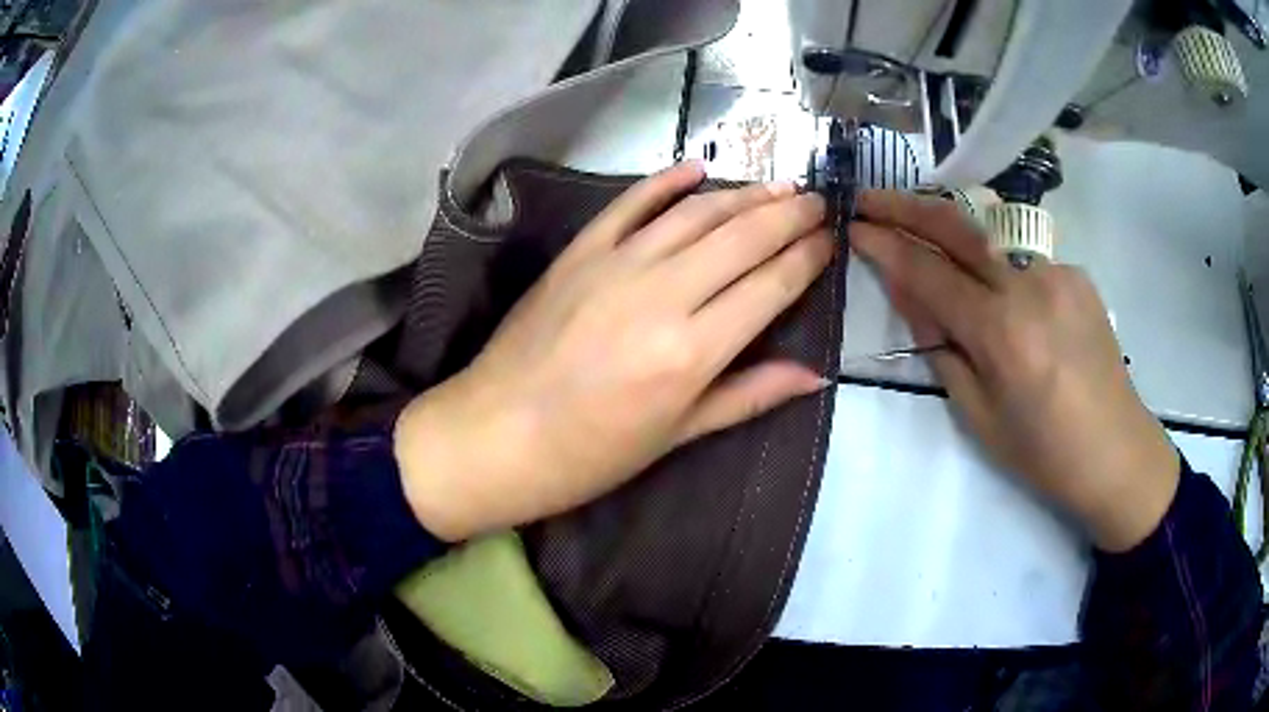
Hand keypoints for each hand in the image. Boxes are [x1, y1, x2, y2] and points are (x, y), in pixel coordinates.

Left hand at [395, 162, 834, 541]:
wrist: (496, 435)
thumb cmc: (590, 454)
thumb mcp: (677, 436)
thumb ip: (748, 395)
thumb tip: (815, 375)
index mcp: (692, 352)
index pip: (770, 286)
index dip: (807, 258)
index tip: (830, 240)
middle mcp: (662, 295)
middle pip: (743, 238)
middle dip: (789, 215)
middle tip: (817, 201)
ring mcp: (616, 264)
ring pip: (696, 214)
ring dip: (743, 194)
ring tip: (778, 186)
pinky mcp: (579, 252)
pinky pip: (630, 204)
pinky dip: (666, 182)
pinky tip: (697, 168)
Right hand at [850, 190, 1178, 552]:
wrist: (1116, 451)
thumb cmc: (1043, 452)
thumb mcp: (978, 414)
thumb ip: (941, 346)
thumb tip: (908, 295)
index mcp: (1001, 332)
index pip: (928, 271)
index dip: (885, 246)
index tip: (854, 228)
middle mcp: (1029, 285)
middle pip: (957, 225)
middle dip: (906, 205)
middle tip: (870, 198)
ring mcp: (1057, 271)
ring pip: (991, 236)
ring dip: (950, 229)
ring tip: (923, 232)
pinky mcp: (1076, 272)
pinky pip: (1022, 258)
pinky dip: (996, 264)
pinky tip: (997, 288)